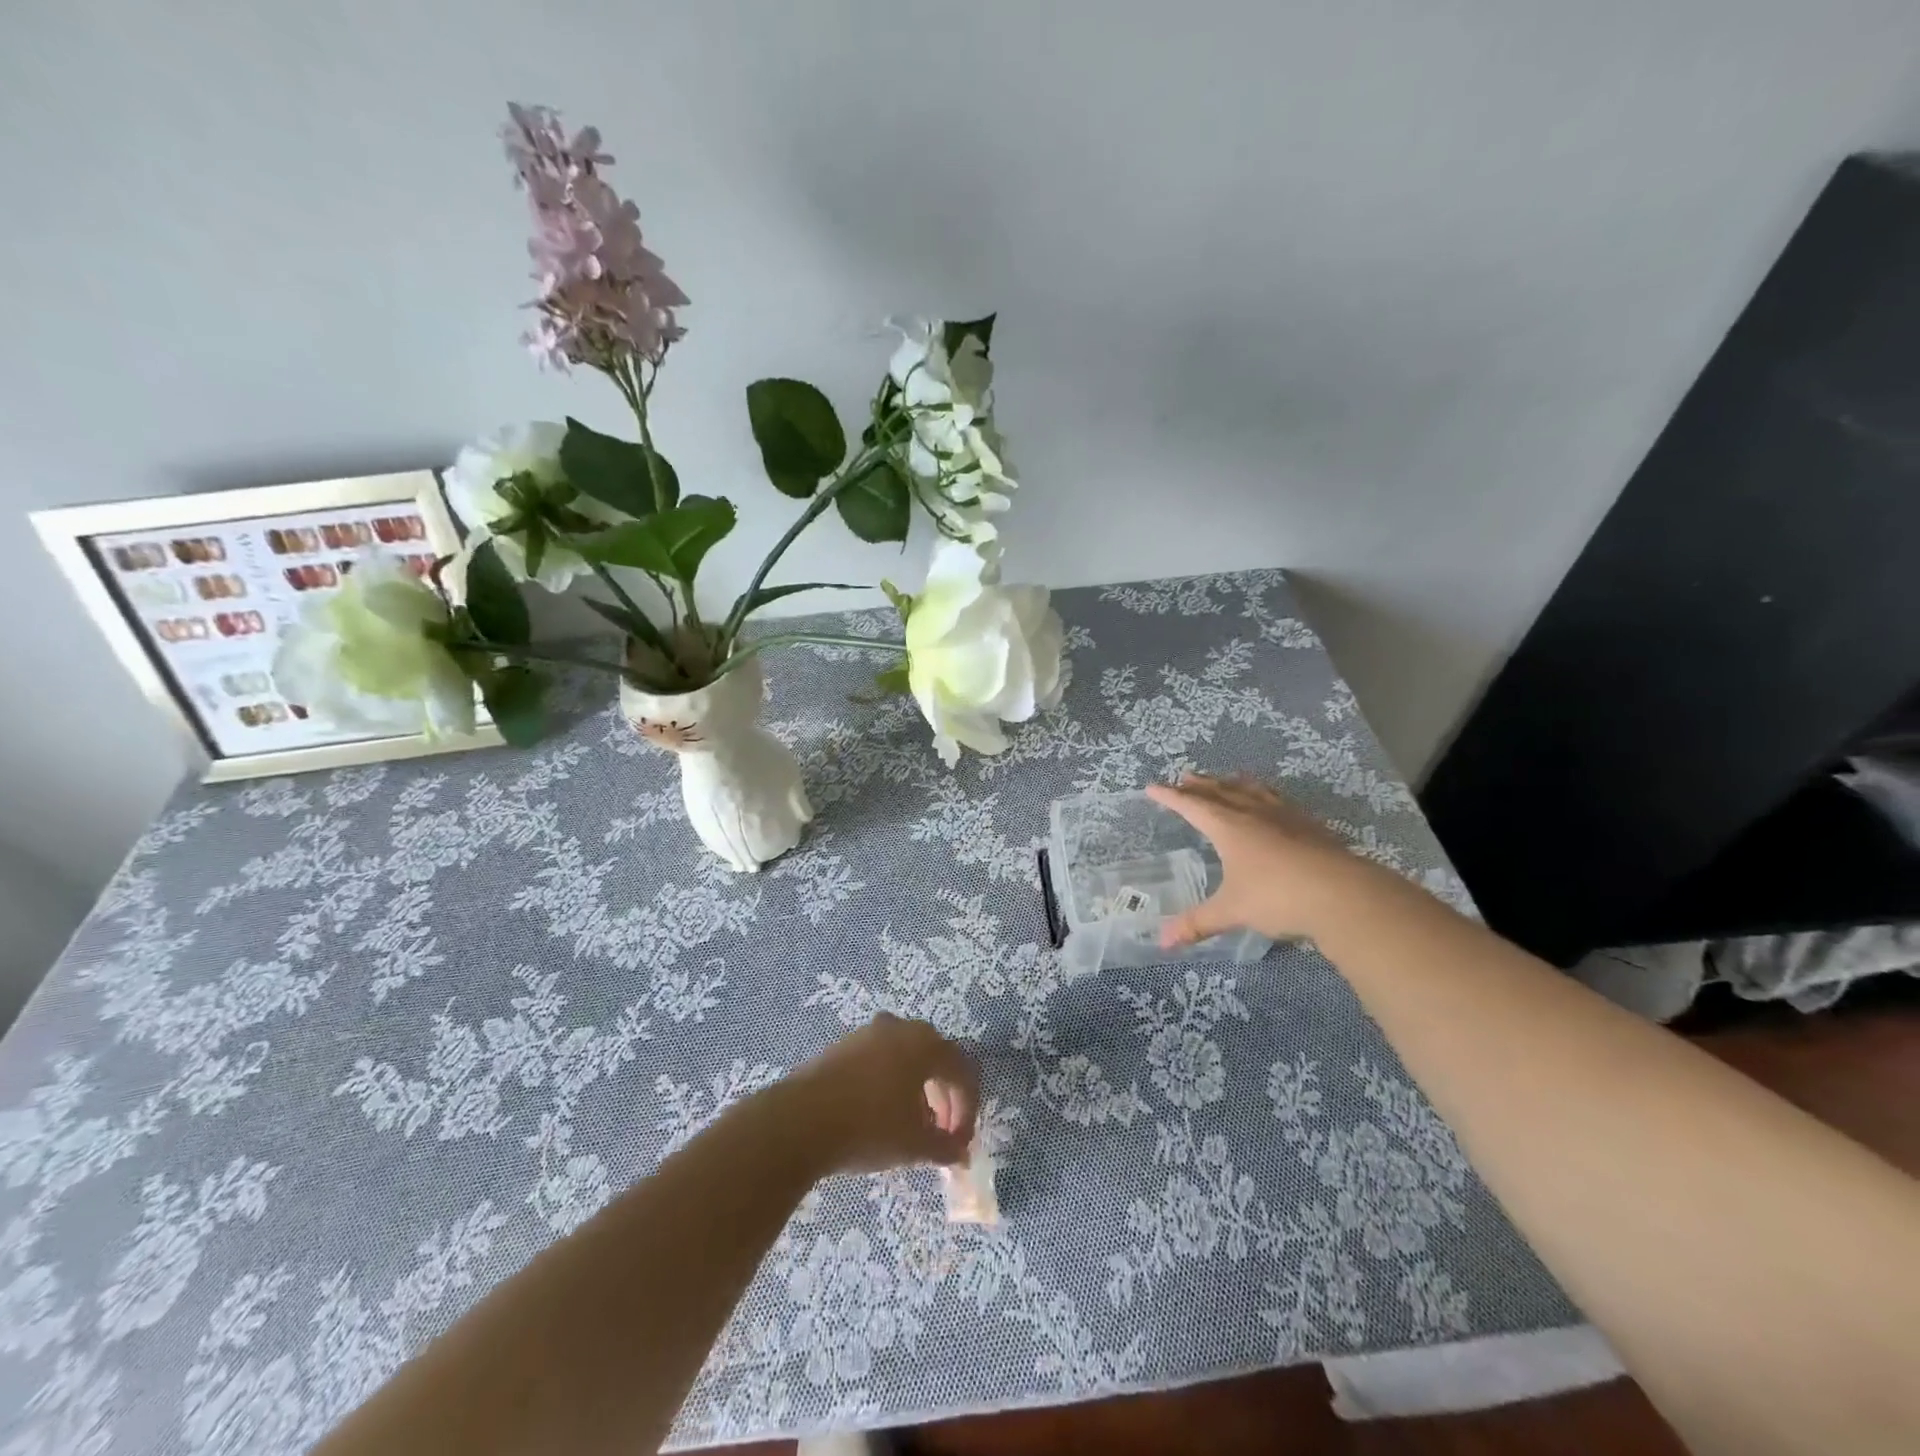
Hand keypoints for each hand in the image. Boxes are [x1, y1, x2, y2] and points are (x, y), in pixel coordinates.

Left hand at [784, 1013, 979, 1174]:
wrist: (800, 1120)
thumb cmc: (869, 1127)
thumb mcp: (915, 1144)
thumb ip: (945, 1147)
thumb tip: (960, 1154)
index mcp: (926, 1044)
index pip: (962, 1071)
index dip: (968, 1109)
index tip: (959, 1144)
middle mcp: (901, 1028)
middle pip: (936, 1059)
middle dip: (945, 1098)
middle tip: (941, 1134)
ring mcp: (869, 1032)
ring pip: (907, 1058)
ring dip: (918, 1091)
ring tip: (912, 1127)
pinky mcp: (844, 1045)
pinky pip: (881, 1059)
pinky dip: (892, 1084)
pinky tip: (882, 1114)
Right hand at [1147, 774, 1389, 946]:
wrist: (1343, 893)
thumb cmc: (1277, 897)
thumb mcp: (1231, 911)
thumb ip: (1197, 923)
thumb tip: (1163, 943)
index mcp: (1228, 826)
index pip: (1191, 805)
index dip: (1170, 797)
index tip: (1152, 787)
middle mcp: (1253, 813)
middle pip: (1220, 791)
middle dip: (1200, 785)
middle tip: (1185, 777)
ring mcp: (1284, 816)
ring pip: (1251, 791)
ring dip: (1232, 783)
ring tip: (1225, 779)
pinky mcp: (1309, 825)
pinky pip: (1277, 800)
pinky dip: (1264, 795)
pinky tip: (1271, 804)